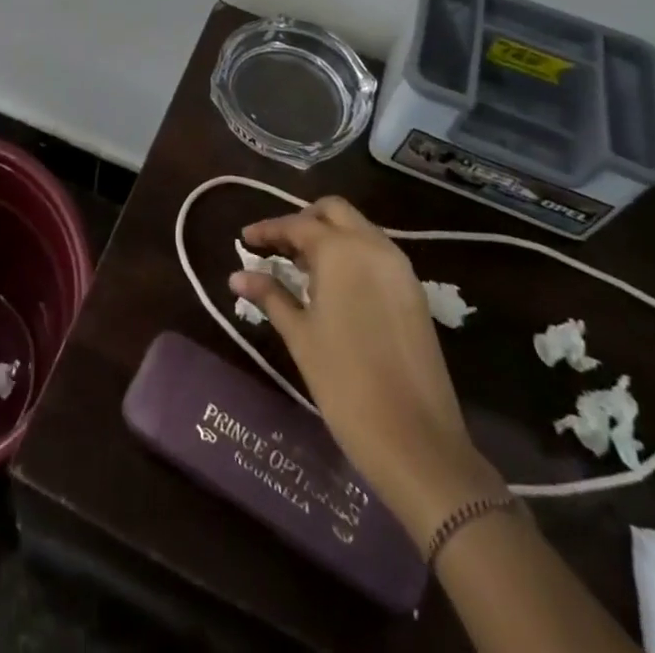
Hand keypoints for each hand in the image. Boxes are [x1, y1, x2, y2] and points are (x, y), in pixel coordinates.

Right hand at [231, 196, 501, 536]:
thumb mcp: (300, 336)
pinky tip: (334, 287)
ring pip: (359, 229)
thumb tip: (237, 276)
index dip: (268, 230)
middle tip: (279, 247)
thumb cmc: (345, 383)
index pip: (297, 225)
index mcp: (341, 251)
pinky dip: (352, 255)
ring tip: (302, 268)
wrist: (417, 441)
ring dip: (330, 236)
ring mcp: (399, 268)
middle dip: (304, 221)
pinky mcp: (414, 292)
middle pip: (334, 212)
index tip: (244, 239)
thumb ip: (270, 295)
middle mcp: (373, 246)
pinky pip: (377, 254)